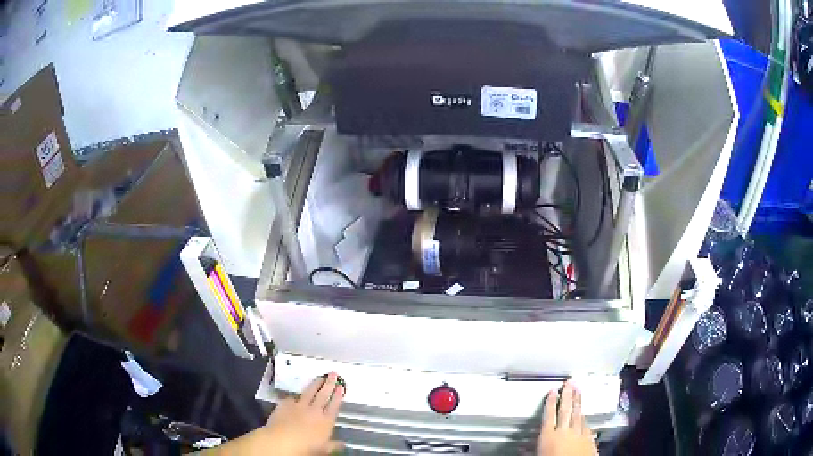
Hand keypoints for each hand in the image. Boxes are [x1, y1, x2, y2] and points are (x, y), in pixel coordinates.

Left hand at [205, 372, 344, 455]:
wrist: (281, 441)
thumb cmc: (305, 448)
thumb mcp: (323, 450)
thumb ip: (333, 445)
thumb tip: (342, 444)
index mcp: (326, 422)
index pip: (334, 406)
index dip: (338, 396)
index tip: (341, 386)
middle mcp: (314, 411)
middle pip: (323, 395)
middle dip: (329, 384)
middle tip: (333, 374)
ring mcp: (299, 406)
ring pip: (309, 392)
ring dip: (315, 384)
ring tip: (319, 377)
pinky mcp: (285, 404)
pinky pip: (292, 398)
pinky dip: (296, 396)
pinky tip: (297, 395)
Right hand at [537, 380, 597, 455]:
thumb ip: (530, 451)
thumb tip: (521, 448)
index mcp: (548, 435)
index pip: (549, 414)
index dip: (550, 401)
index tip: (552, 391)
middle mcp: (564, 431)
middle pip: (565, 409)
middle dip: (567, 395)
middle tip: (570, 383)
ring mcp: (578, 433)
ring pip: (577, 413)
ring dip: (578, 401)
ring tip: (579, 390)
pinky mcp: (589, 438)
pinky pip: (586, 424)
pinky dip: (584, 417)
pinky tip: (584, 414)